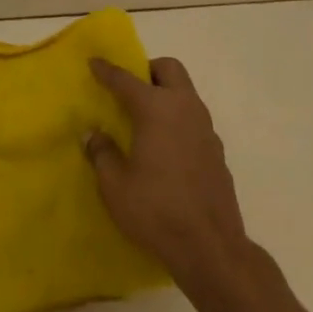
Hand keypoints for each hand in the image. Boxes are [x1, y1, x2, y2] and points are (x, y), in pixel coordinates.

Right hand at [85, 56, 249, 280]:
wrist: (211, 249)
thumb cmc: (157, 210)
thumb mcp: (115, 185)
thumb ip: (102, 154)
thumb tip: (94, 135)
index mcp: (156, 109)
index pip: (126, 79)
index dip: (107, 70)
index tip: (94, 62)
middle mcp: (184, 108)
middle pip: (169, 69)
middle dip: (148, 70)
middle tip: (130, 89)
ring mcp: (206, 129)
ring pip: (186, 93)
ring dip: (167, 95)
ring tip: (147, 119)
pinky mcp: (218, 152)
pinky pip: (195, 120)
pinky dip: (179, 121)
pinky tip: (167, 149)